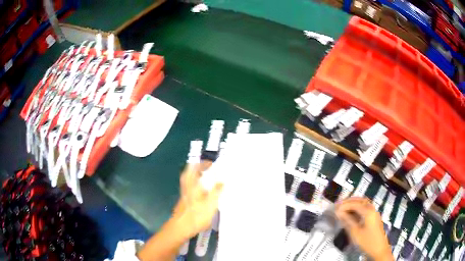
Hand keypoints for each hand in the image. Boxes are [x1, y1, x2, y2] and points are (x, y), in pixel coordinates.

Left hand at [173, 163, 222, 238]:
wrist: (182, 227)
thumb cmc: (196, 215)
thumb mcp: (211, 204)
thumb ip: (217, 191)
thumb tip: (222, 182)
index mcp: (192, 184)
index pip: (196, 167)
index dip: (204, 164)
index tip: (212, 164)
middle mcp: (187, 185)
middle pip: (190, 171)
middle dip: (199, 168)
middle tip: (209, 168)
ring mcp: (184, 192)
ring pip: (190, 178)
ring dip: (198, 175)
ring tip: (208, 177)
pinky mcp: (185, 198)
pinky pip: (191, 185)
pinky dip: (197, 183)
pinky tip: (204, 189)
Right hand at [335, 197, 392, 260]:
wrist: (379, 249)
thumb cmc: (367, 241)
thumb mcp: (355, 233)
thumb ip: (347, 221)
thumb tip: (339, 213)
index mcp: (368, 212)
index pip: (355, 204)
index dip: (344, 205)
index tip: (335, 207)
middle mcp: (372, 209)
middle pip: (360, 200)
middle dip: (349, 200)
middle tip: (339, 203)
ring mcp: (374, 213)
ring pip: (364, 203)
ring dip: (354, 203)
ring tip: (344, 207)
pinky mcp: (374, 218)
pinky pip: (365, 208)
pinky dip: (358, 207)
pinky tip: (352, 213)